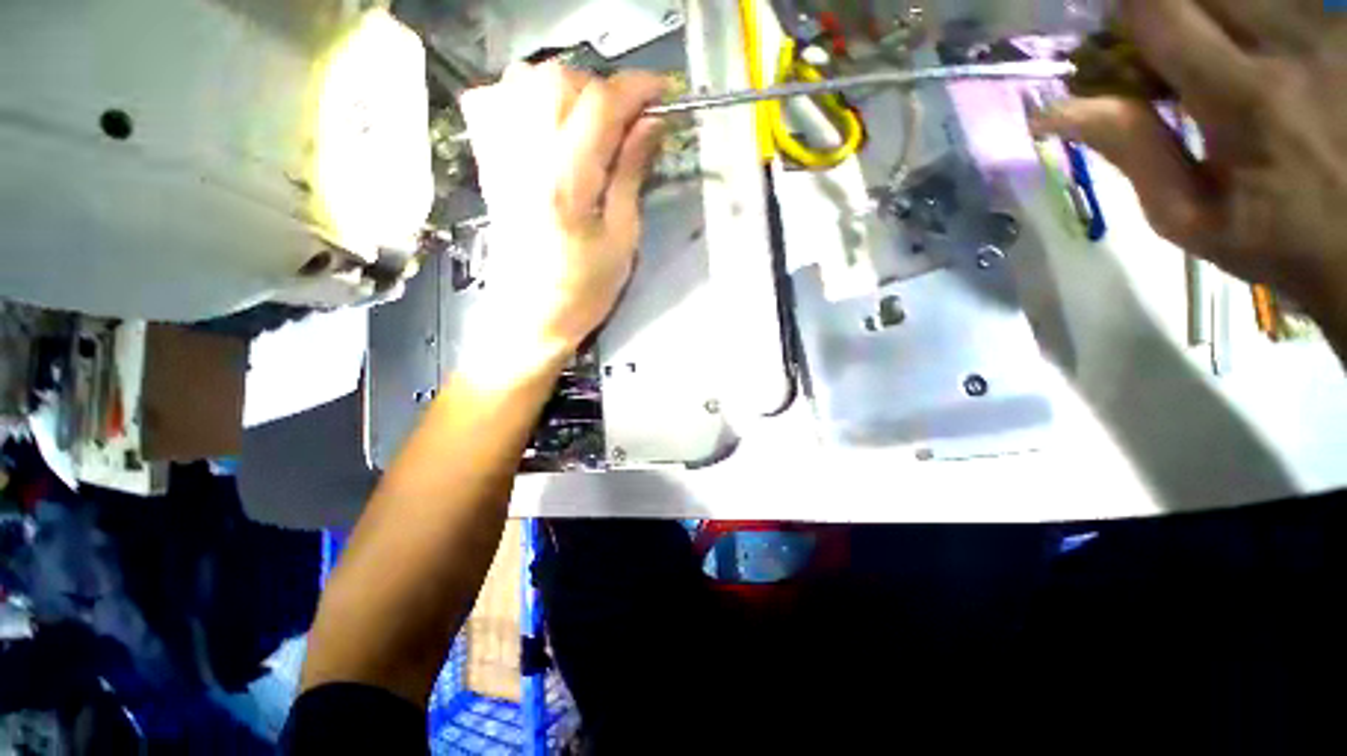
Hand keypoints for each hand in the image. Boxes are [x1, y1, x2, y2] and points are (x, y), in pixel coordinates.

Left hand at [459, 63, 666, 356]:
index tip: (663, 92)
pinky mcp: (489, 164)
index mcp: (567, 183)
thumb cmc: (585, 289)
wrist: (532, 317)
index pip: (600, 105)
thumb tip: (650, 124)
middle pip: (559, 80)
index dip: (636, 88)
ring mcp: (501, 157)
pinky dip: (524, 94)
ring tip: (590, 120)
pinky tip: (546, 119)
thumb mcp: (623, 239)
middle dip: (603, 87)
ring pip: (525, 81)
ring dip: (567, 88)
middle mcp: (526, 158)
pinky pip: (495, 101)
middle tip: (626, 119)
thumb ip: (632, 174)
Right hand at [1032, 0, 1346, 327]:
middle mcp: (1292, 44)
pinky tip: (1252, 60)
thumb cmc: (1276, 242)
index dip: (1124, 13)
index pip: (1161, 10)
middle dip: (1164, 8)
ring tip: (1206, 62)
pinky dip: (1247, 21)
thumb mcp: (1187, 217)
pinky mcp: (1346, 30)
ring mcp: (1329, 30)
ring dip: (1207, 15)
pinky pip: (1278, 2)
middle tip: (1159, 52)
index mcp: (1248, 98)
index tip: (1112, 42)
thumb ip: (1132, 150)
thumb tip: (1058, 111)